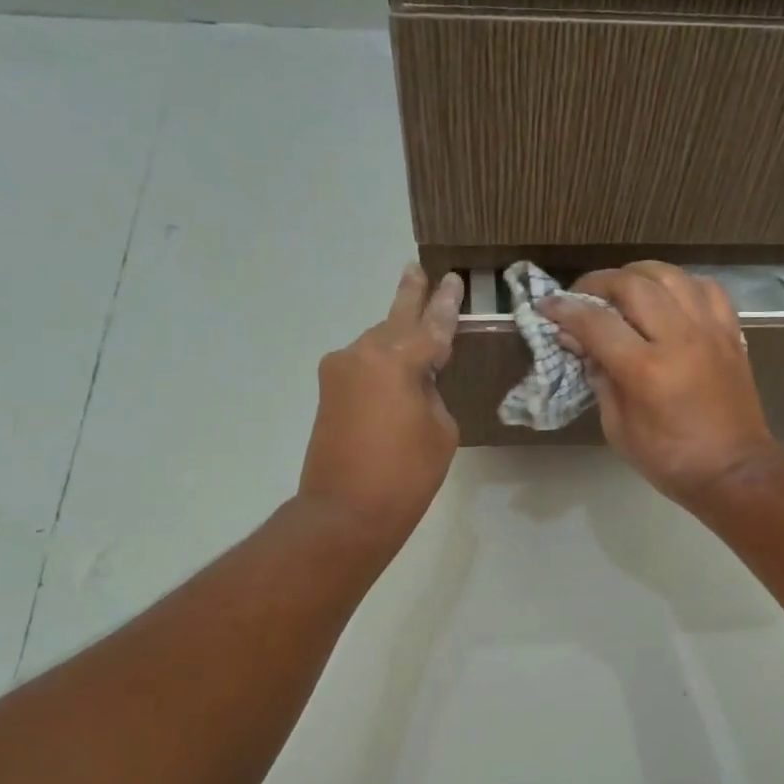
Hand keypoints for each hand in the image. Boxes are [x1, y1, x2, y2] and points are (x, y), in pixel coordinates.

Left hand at [298, 264, 463, 547]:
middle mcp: (362, 354)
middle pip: (395, 319)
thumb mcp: (441, 430)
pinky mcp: (329, 393)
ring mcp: (340, 372)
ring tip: (416, 321)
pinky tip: (399, 366)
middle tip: (417, 269)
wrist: (345, 514)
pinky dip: (383, 362)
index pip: (433, 325)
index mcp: (396, 359)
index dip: (447, 303)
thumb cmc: (405, 475)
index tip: (453, 279)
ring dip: (397, 335)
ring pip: (377, 343)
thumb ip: (431, 393)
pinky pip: (364, 367)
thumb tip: (415, 383)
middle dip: (411, 296)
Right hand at [540, 261, 783, 506]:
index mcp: (646, 370)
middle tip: (581, 297)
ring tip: (621, 289)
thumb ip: (600, 381)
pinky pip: (705, 288)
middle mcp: (679, 338)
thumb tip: (583, 346)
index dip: (565, 310)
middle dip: (598, 283)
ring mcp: (709, 331)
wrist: (734, 471)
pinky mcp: (730, 333)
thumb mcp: (618, 429)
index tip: (547, 307)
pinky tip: (667, 297)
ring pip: (670, 275)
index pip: (596, 322)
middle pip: (633, 285)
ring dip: (638, 274)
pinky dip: (680, 284)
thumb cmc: (670, 460)